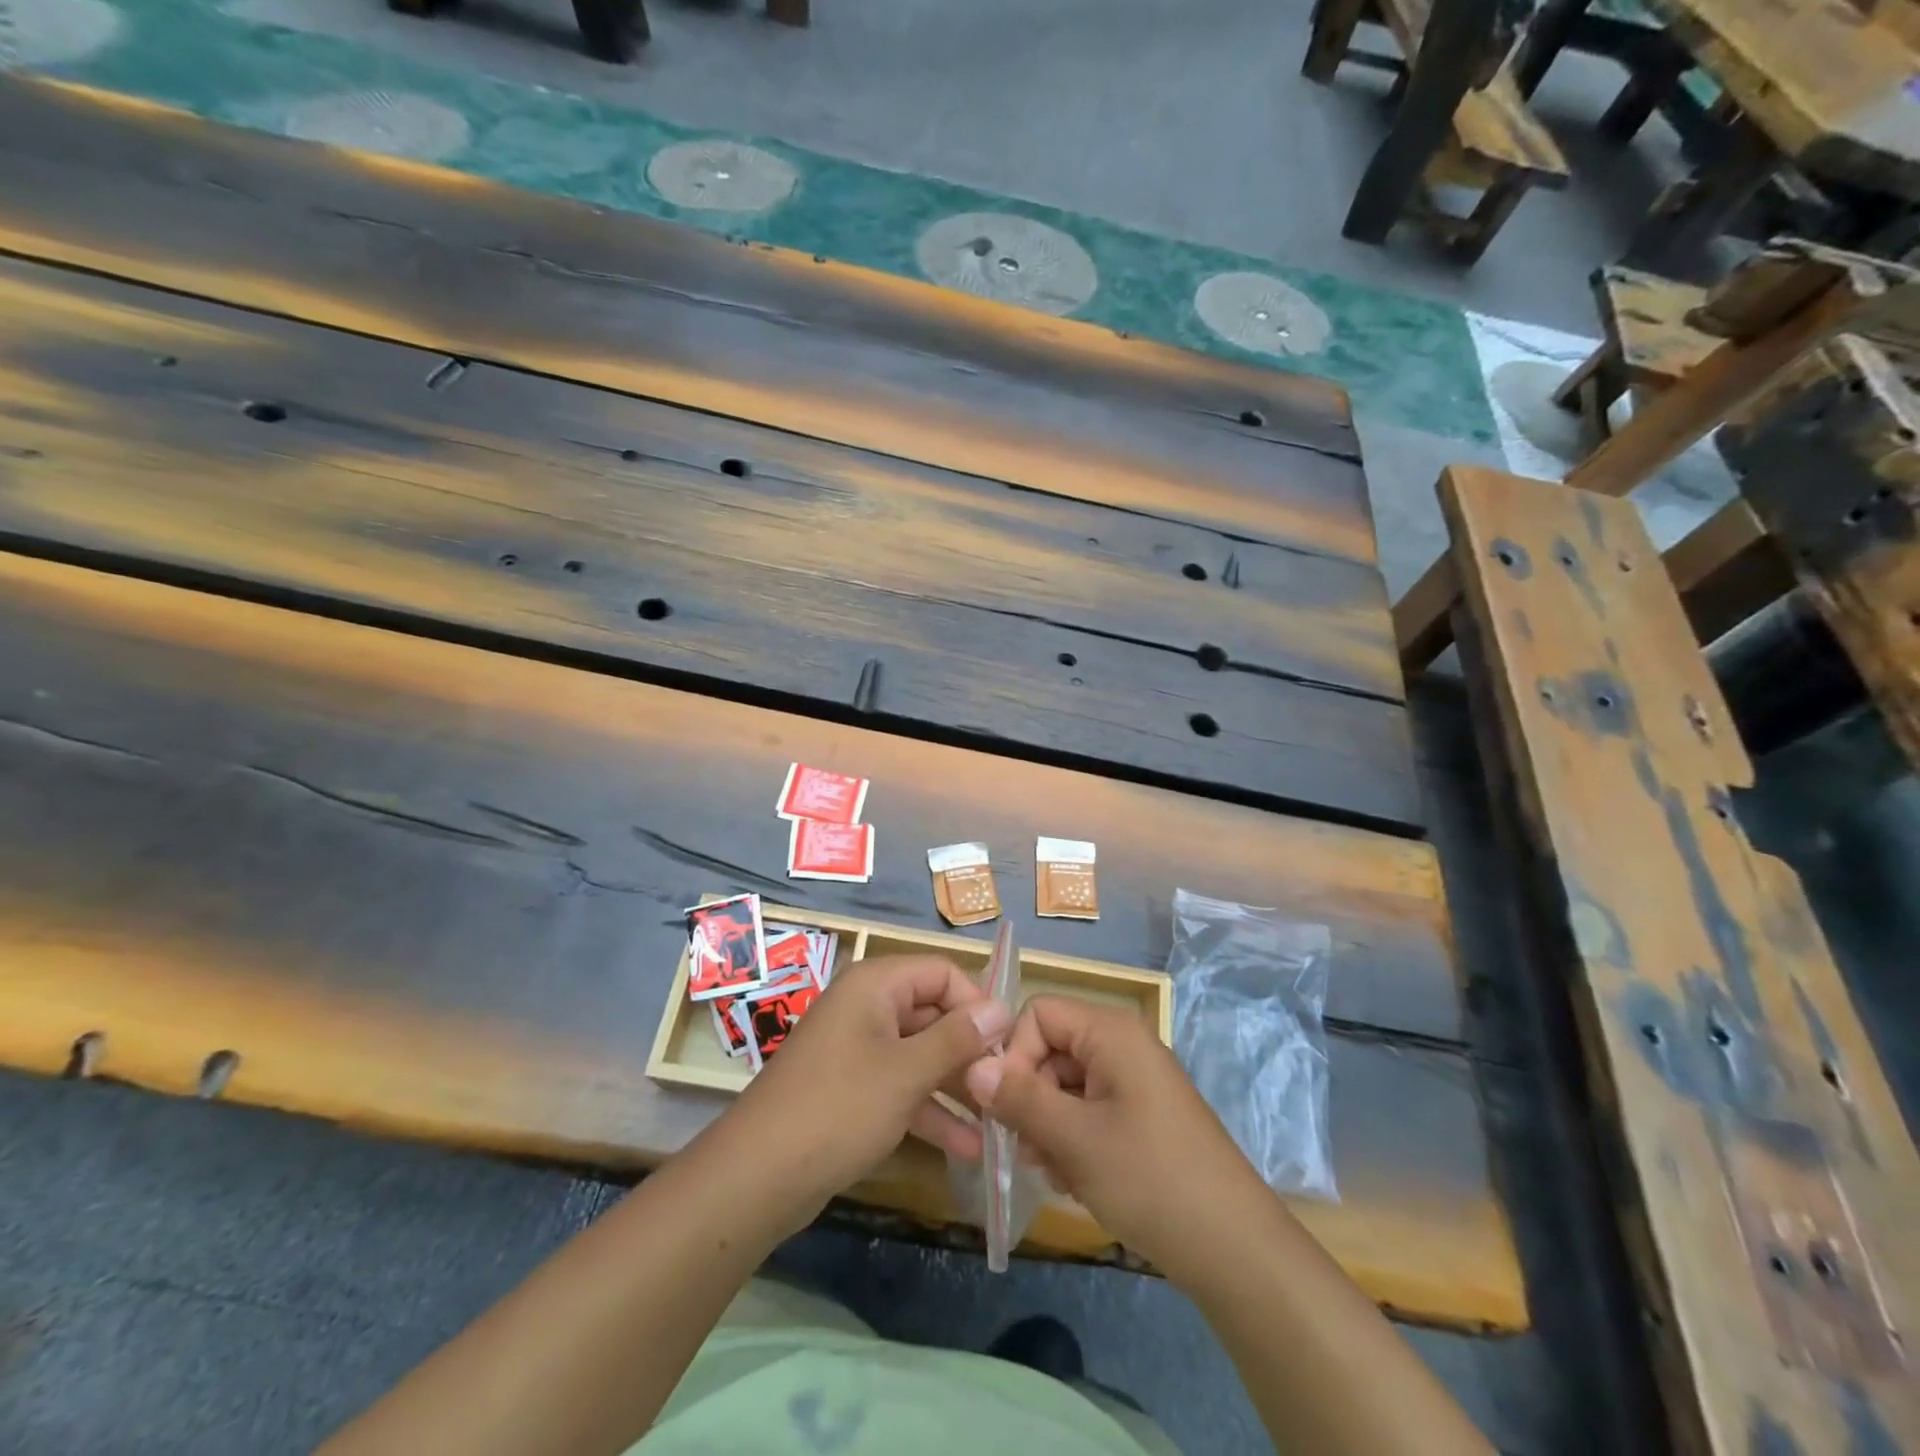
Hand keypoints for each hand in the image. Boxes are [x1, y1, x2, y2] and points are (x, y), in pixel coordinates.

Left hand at [717, 955, 1010, 1221]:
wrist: (757, 1177)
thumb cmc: (839, 1108)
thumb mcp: (906, 1072)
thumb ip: (957, 1039)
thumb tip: (1003, 1009)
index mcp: (875, 985)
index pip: (942, 972)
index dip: (976, 1003)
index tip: (1006, 1044)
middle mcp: (867, 1007)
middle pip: (932, 1014)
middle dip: (970, 1050)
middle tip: (1007, 1086)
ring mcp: (857, 1049)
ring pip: (920, 1054)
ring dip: (956, 1086)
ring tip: (998, 1120)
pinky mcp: (851, 1089)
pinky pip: (901, 1086)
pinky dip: (929, 1110)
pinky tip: (967, 1147)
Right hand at [965, 996, 1266, 1277]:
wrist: (1235, 1248)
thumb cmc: (1150, 1179)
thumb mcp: (1074, 1139)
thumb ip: (1019, 1098)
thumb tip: (972, 1067)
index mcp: (1111, 1032)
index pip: (1037, 1013)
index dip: (1014, 1054)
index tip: (1008, 1108)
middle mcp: (1123, 1044)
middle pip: (1050, 1049)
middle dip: (1030, 1097)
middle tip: (1026, 1151)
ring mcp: (1135, 1081)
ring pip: (1066, 1084)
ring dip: (1048, 1125)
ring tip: (1055, 1173)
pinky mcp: (1142, 1115)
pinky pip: (1090, 1109)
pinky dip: (1073, 1139)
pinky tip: (1075, 1180)